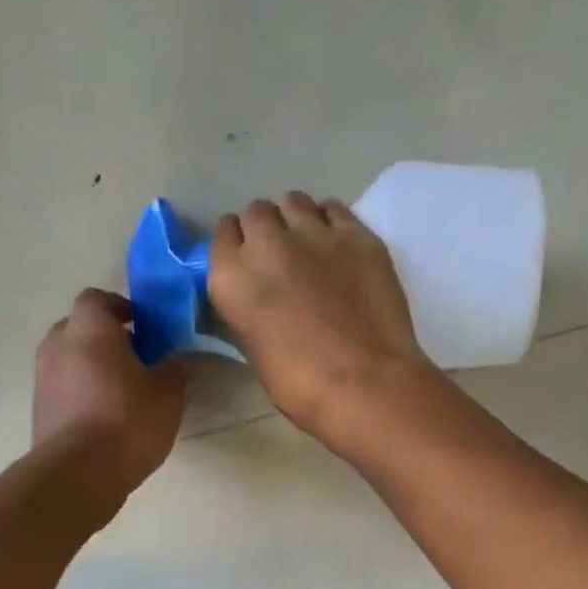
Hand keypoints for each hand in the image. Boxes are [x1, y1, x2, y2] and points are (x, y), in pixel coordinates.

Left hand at [33, 288, 185, 509]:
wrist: (79, 473)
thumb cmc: (127, 421)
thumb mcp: (168, 394)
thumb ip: (172, 370)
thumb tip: (172, 361)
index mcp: (89, 329)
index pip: (97, 299)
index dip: (119, 307)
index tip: (141, 324)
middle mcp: (58, 345)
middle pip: (78, 328)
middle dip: (103, 337)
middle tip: (133, 357)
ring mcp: (43, 379)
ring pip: (68, 359)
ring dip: (90, 367)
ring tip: (120, 390)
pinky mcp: (39, 410)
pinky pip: (63, 389)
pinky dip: (80, 393)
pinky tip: (104, 416)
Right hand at [207, 192, 438, 448]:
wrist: (365, 383)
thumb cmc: (301, 385)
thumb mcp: (254, 350)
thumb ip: (248, 311)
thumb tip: (256, 299)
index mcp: (231, 278)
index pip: (222, 236)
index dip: (235, 247)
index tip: (245, 261)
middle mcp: (266, 243)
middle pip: (256, 213)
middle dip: (263, 230)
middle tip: (278, 256)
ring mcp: (314, 233)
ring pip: (294, 202)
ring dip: (295, 219)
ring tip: (308, 245)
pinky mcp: (356, 234)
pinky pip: (333, 209)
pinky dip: (330, 221)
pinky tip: (337, 246)